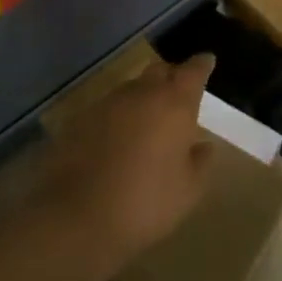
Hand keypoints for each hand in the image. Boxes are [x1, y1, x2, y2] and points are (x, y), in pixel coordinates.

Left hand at [33, 54, 217, 263]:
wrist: (74, 218)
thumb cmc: (144, 202)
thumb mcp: (188, 190)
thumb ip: (200, 162)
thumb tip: (202, 146)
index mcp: (175, 104)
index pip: (194, 71)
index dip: (202, 65)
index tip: (207, 62)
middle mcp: (142, 93)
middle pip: (160, 70)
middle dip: (171, 76)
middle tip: (178, 94)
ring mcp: (107, 104)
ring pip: (132, 89)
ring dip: (143, 98)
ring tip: (147, 121)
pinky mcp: (79, 120)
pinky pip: (108, 109)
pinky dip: (118, 117)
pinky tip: (118, 140)